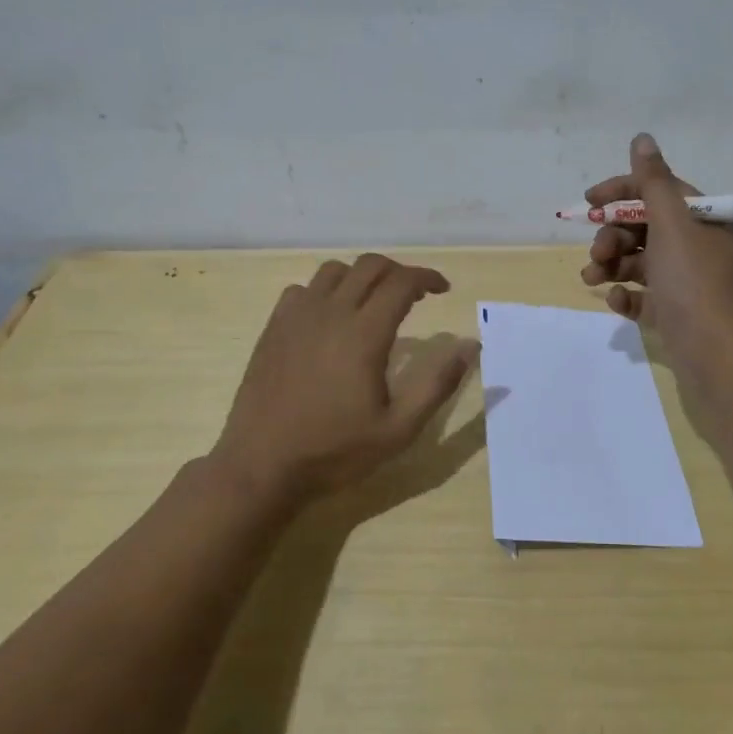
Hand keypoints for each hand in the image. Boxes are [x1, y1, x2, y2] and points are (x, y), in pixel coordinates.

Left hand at [211, 255, 476, 505]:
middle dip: (399, 272)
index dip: (427, 278)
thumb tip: (470, 346)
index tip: (443, 290)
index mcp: (364, 334)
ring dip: (361, 277)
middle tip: (415, 295)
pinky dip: (324, 292)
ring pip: (334, 271)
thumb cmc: (335, 451)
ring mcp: (296, 318)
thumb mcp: (399, 429)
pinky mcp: (273, 329)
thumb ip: (437, 384)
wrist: (261, 467)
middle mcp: (330, 313)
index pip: (401, 283)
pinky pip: (302, 290)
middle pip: (369, 266)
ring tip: (373, 302)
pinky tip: (330, 319)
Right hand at [580, 133, 732, 383]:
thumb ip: (652, 180)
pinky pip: (643, 294)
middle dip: (612, 236)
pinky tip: (617, 302)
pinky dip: (626, 295)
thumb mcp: (671, 223)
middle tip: (597, 252)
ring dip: (610, 265)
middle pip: (643, 227)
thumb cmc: (693, 281)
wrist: (716, 354)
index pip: (657, 191)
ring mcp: (686, 280)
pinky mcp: (675, 311)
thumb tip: (642, 138)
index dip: (620, 192)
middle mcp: (698, 244)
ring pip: (638, 261)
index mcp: (703, 218)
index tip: (589, 203)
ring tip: (591, 280)